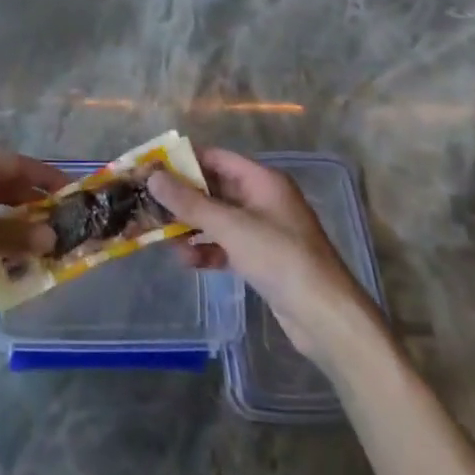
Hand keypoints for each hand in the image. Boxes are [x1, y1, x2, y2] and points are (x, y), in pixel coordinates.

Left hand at [0, 153, 65, 303]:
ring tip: (45, 231)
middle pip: (7, 180)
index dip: (44, 174)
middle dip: (35, 195)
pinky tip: (16, 245)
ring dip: (20, 212)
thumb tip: (52, 235)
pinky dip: (4, 225)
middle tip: (62, 214)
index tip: (70, 189)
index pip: (16, 164)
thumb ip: (15, 236)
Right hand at [148, 147, 372, 362]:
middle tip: (148, 204)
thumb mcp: (230, 226)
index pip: (215, 158)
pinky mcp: (261, 258)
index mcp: (262, 180)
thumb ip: (190, 202)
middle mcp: (262, 199)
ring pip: (216, 219)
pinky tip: (188, 261)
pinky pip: (225, 244)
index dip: (182, 161)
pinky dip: (206, 250)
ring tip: (163, 238)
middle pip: (213, 188)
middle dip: (182, 197)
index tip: (150, 168)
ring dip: (191, 226)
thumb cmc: (280, 258)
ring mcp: (262, 230)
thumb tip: (153, 177)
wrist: (325, 316)